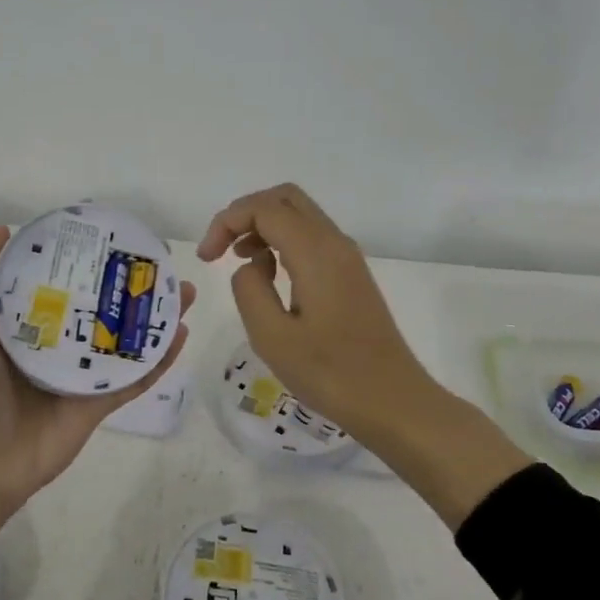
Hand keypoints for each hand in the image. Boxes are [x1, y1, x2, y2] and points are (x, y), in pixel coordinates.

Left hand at [0, 225, 193, 596]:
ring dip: (155, 317)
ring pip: (126, 339)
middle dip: (130, 286)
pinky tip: (181, 333)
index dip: (83, 260)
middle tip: (158, 263)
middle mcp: (58, 344)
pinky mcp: (100, 403)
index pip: (60, 283)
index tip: (108, 236)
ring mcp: (82, 375)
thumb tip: (3, 229)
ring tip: (182, 290)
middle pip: (101, 308)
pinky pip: (135, 376)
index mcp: (26, 324)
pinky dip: (160, 358)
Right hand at [198, 184, 528, 526]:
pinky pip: (311, 237)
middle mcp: (334, 243)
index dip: (227, 222)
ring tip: (240, 262)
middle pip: (284, 198)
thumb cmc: (330, 373)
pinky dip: (282, 242)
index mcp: (315, 252)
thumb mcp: (272, 337)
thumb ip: (249, 289)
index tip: (207, 258)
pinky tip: (270, 277)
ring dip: (264, 227)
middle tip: (222, 249)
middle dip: (245, 214)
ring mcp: (347, 257)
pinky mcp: (352, 275)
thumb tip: (252, 265)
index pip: (264, 208)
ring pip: (299, 215)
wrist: (393, 401)